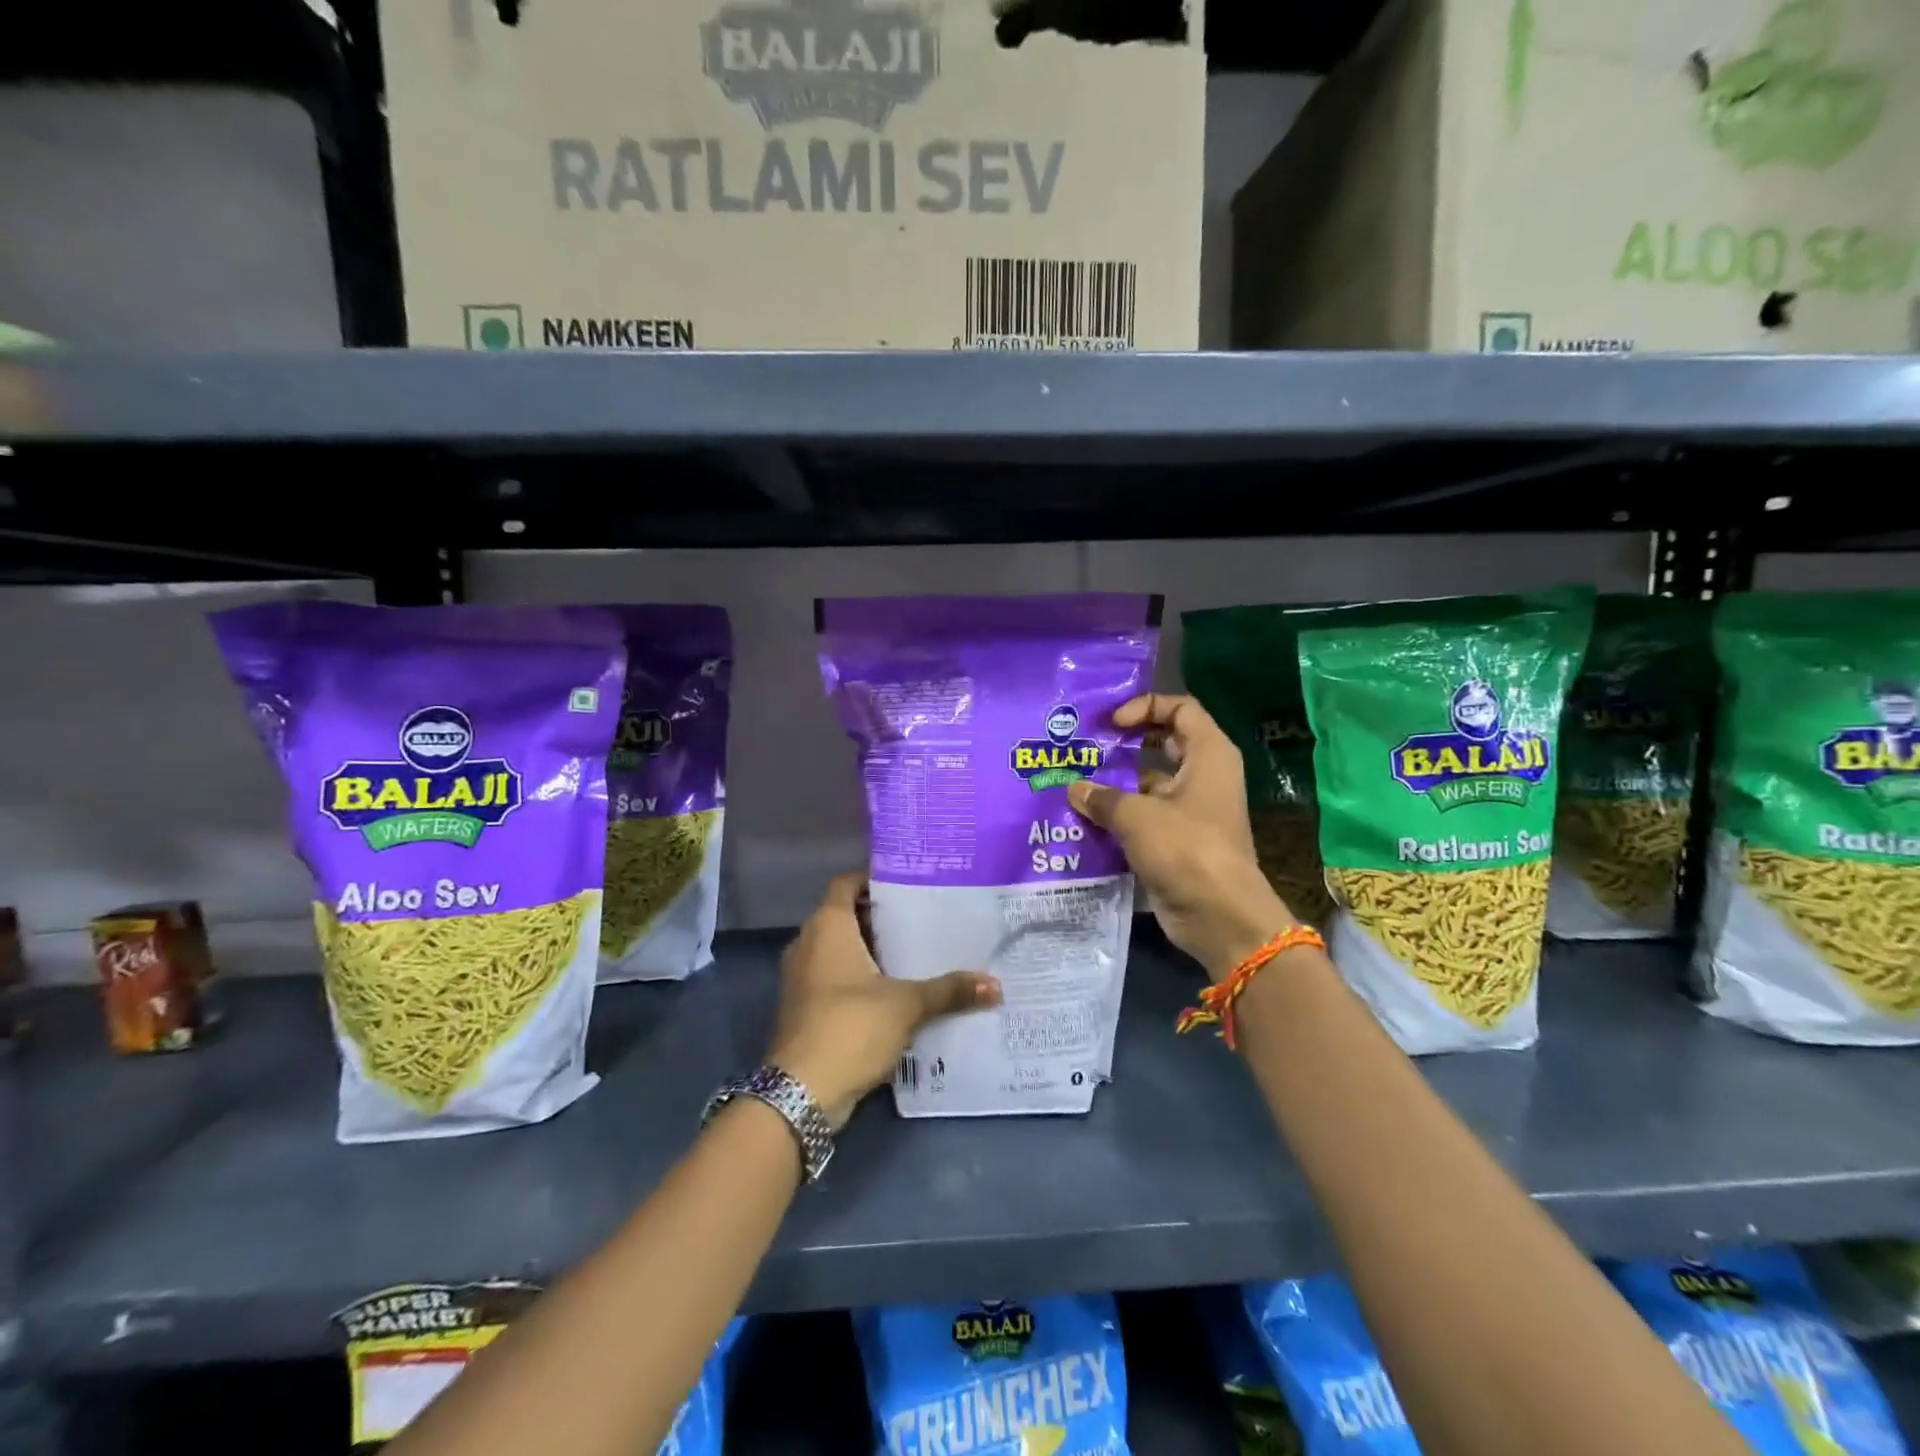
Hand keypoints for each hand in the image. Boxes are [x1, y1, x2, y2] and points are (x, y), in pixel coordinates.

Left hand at [766, 873, 1000, 1128]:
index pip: (847, 883)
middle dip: (881, 918)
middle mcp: (808, 943)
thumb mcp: (906, 1005)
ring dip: (872, 951)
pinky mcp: (804, 1007)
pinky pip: (835, 978)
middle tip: (924, 918)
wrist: (800, 1093)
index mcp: (828, 927)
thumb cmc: (850, 1027)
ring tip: (917, 952)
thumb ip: (948, 990)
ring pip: (840, 949)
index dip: (874, 879)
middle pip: (846, 916)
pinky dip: (861, 978)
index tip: (910, 883)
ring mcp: (802, 977)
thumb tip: (995, 985)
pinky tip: (896, 991)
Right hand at [1069, 693, 1294, 978]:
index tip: (1113, 724)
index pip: (1180, 708)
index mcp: (1208, 755)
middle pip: (1163, 743)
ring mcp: (1190, 810)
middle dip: (1125, 743)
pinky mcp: (1176, 840)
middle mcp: (1203, 776)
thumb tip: (1074, 789)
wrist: (1219, 916)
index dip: (1146, 707)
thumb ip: (1102, 797)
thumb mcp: (1138, 816)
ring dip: (1116, 784)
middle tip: (1087, 747)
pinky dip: (1118, 816)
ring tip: (1074, 783)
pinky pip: (1143, 816)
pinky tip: (1083, 820)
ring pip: (1149, 783)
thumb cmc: (1186, 849)